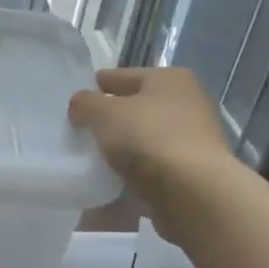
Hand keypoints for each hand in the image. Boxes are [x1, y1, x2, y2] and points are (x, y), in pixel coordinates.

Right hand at [68, 67, 250, 241]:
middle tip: (80, 132)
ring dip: (121, 149)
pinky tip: (110, 182)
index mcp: (170, 79)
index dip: (97, 86)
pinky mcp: (192, 172)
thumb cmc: (147, 137)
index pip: (123, 76)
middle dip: (109, 120)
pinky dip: (132, 173)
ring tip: (91, 160)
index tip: (75, 102)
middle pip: (136, 108)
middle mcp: (187, 104)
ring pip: (143, 139)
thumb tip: (81, 105)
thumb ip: (85, 103)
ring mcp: (193, 140)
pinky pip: (151, 168)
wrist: (191, 191)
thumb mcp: (103, 112)